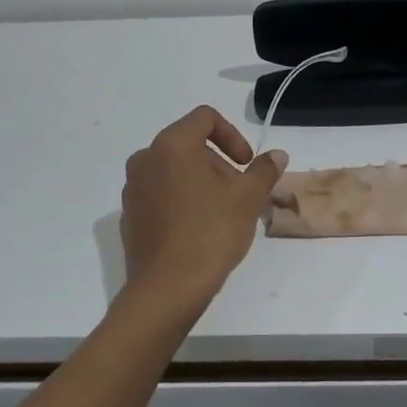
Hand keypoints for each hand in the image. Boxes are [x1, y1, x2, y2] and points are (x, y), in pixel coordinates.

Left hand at [121, 107, 288, 306]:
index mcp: (172, 145)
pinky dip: (181, 201)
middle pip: (189, 145)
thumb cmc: (210, 232)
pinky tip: (198, 231)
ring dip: (201, 183)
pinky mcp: (129, 216)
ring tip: (222, 214)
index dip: (232, 135)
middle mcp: (145, 159)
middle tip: (240, 193)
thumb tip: (277, 155)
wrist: (166, 288)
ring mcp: (132, 188)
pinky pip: (160, 195)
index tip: (246, 164)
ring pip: (173, 171)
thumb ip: (264, 170)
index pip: (205, 118)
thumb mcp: (248, 199)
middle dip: (219, 164)